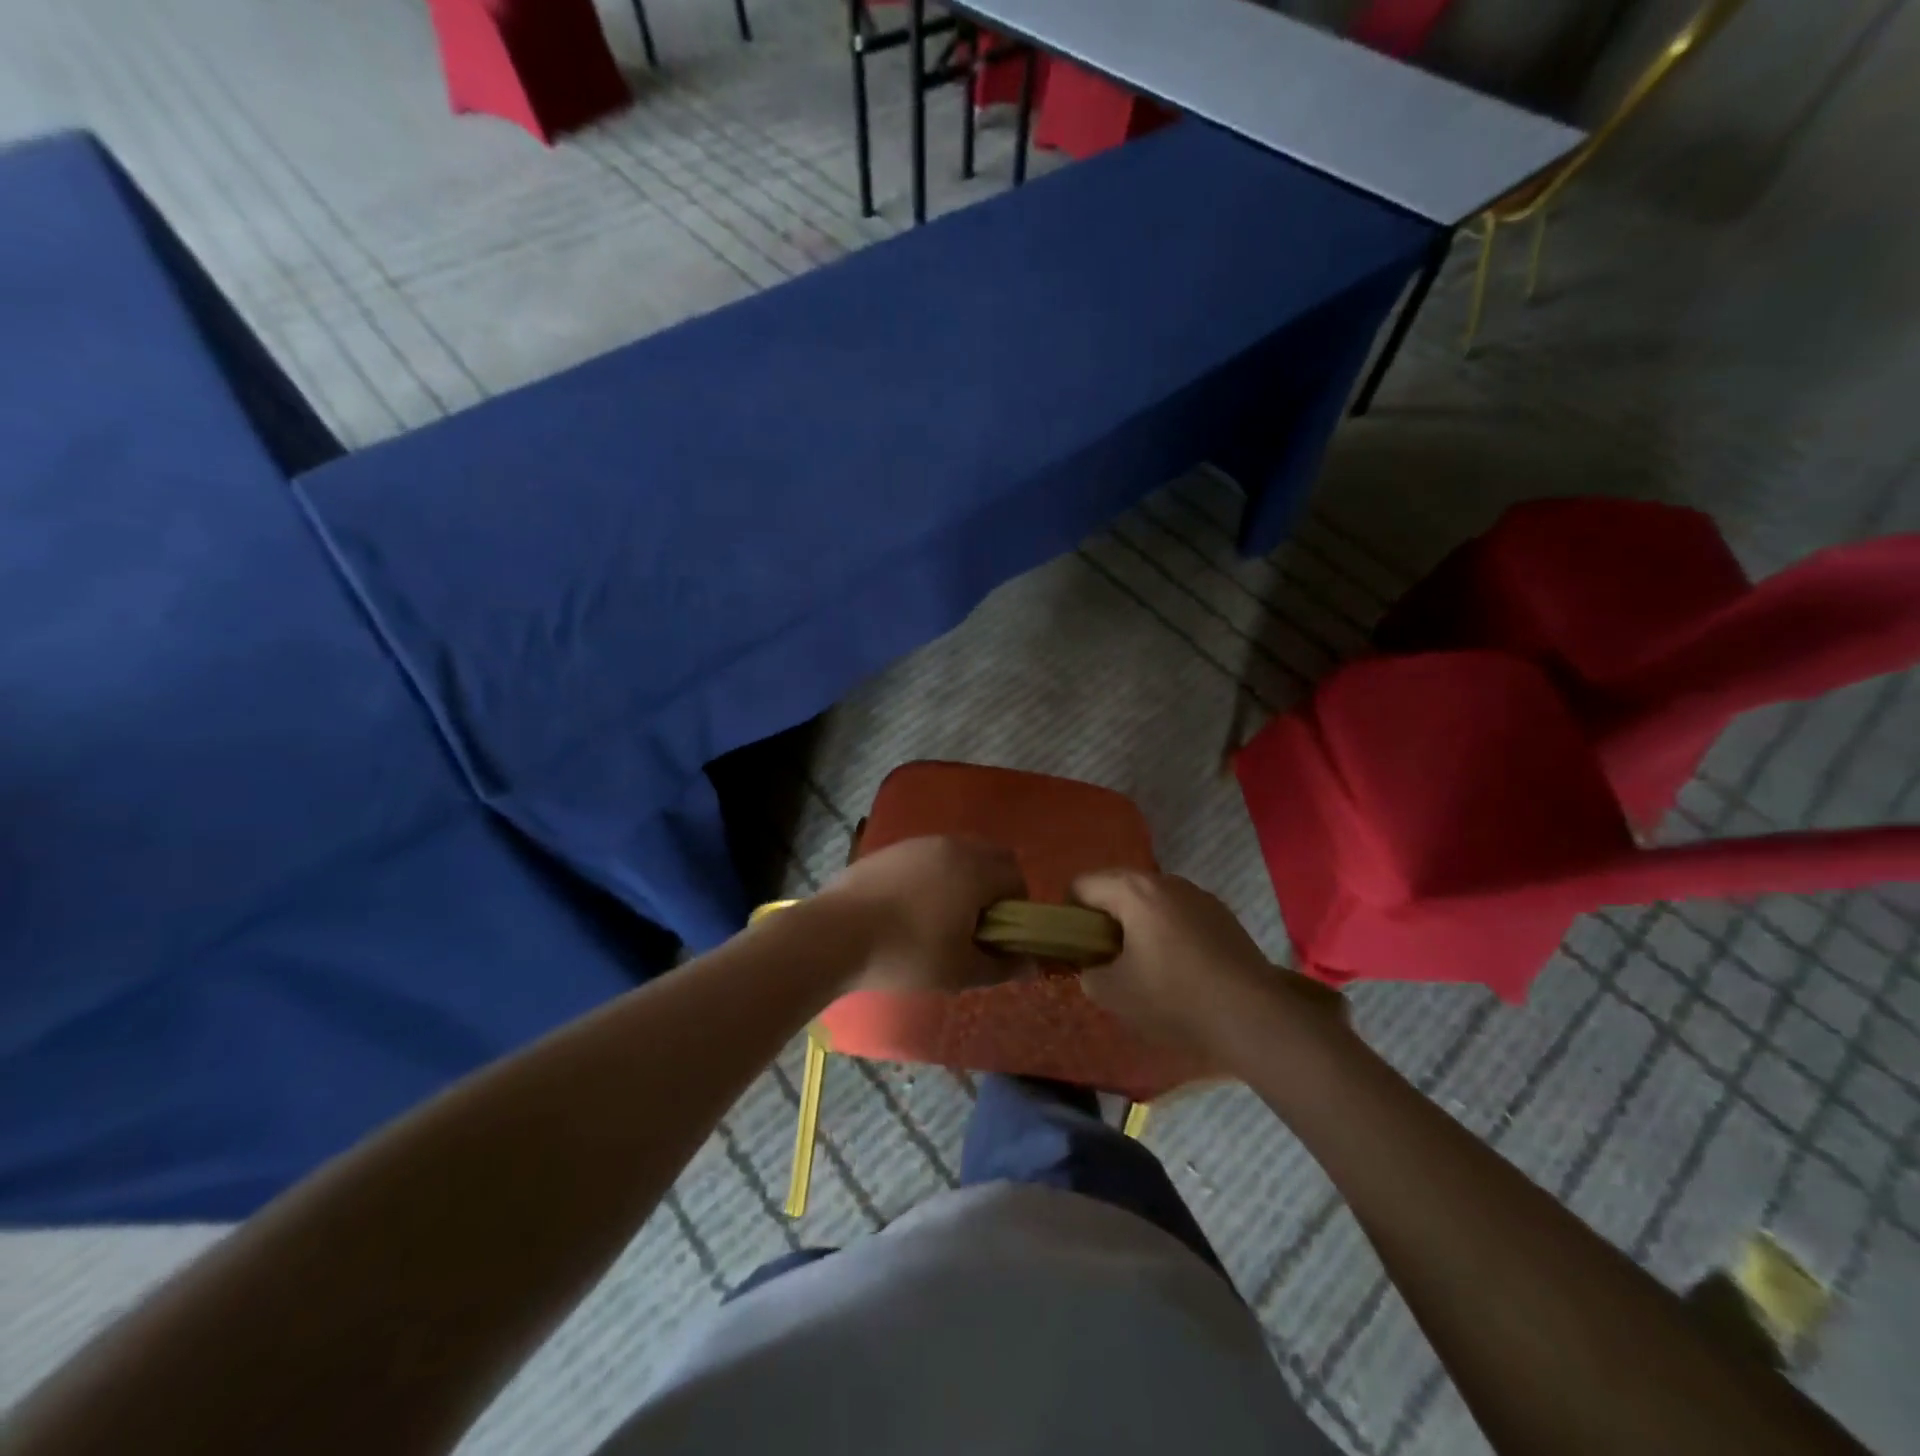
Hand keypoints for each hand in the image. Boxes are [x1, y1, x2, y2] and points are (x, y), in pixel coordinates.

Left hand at [815, 836, 1029, 994]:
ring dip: (963, 878)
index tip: (998, 936)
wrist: (835, 935)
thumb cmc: (907, 953)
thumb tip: (1031, 964)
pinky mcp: (890, 850)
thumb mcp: (960, 970)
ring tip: (941, 917)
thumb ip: (1002, 965)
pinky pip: (927, 857)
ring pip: (958, 853)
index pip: (1016, 877)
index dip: (1016, 907)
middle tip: (975, 925)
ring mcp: (917, 844)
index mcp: (976, 869)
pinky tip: (910, 908)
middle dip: (994, 886)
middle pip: (991, 857)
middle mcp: (951, 846)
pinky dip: (933, 875)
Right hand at [1070, 870, 1345, 1057]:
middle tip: (1105, 957)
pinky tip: (1179, 968)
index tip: (1076, 947)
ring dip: (1137, 923)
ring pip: (1150, 900)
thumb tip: (1093, 966)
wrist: (1253, 1016)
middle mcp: (1165, 880)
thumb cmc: (1173, 997)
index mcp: (1133, 890)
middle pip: (1116, 887)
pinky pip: (1178, 913)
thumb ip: (1088, 973)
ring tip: (1144, 965)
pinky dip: (1167, 931)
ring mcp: (1198, 895)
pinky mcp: (1223, 914)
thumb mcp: (1112, 993)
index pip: (1081, 884)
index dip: (1068, 914)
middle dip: (1103, 918)